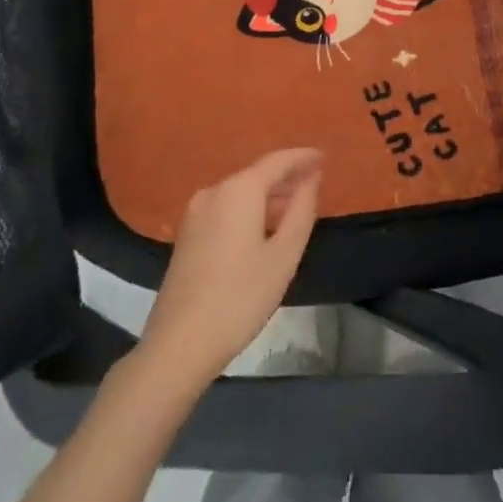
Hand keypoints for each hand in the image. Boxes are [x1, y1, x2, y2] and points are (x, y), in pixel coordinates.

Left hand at [137, 148, 322, 385]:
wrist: (179, 344)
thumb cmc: (240, 298)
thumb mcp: (283, 255)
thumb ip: (301, 211)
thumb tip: (311, 180)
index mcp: (239, 190)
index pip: (277, 161)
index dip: (302, 157)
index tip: (324, 157)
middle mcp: (215, 191)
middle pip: (257, 174)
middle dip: (286, 177)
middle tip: (315, 182)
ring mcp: (196, 212)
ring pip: (241, 192)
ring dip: (269, 196)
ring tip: (295, 206)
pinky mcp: (188, 234)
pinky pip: (227, 208)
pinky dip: (250, 210)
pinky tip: (264, 227)